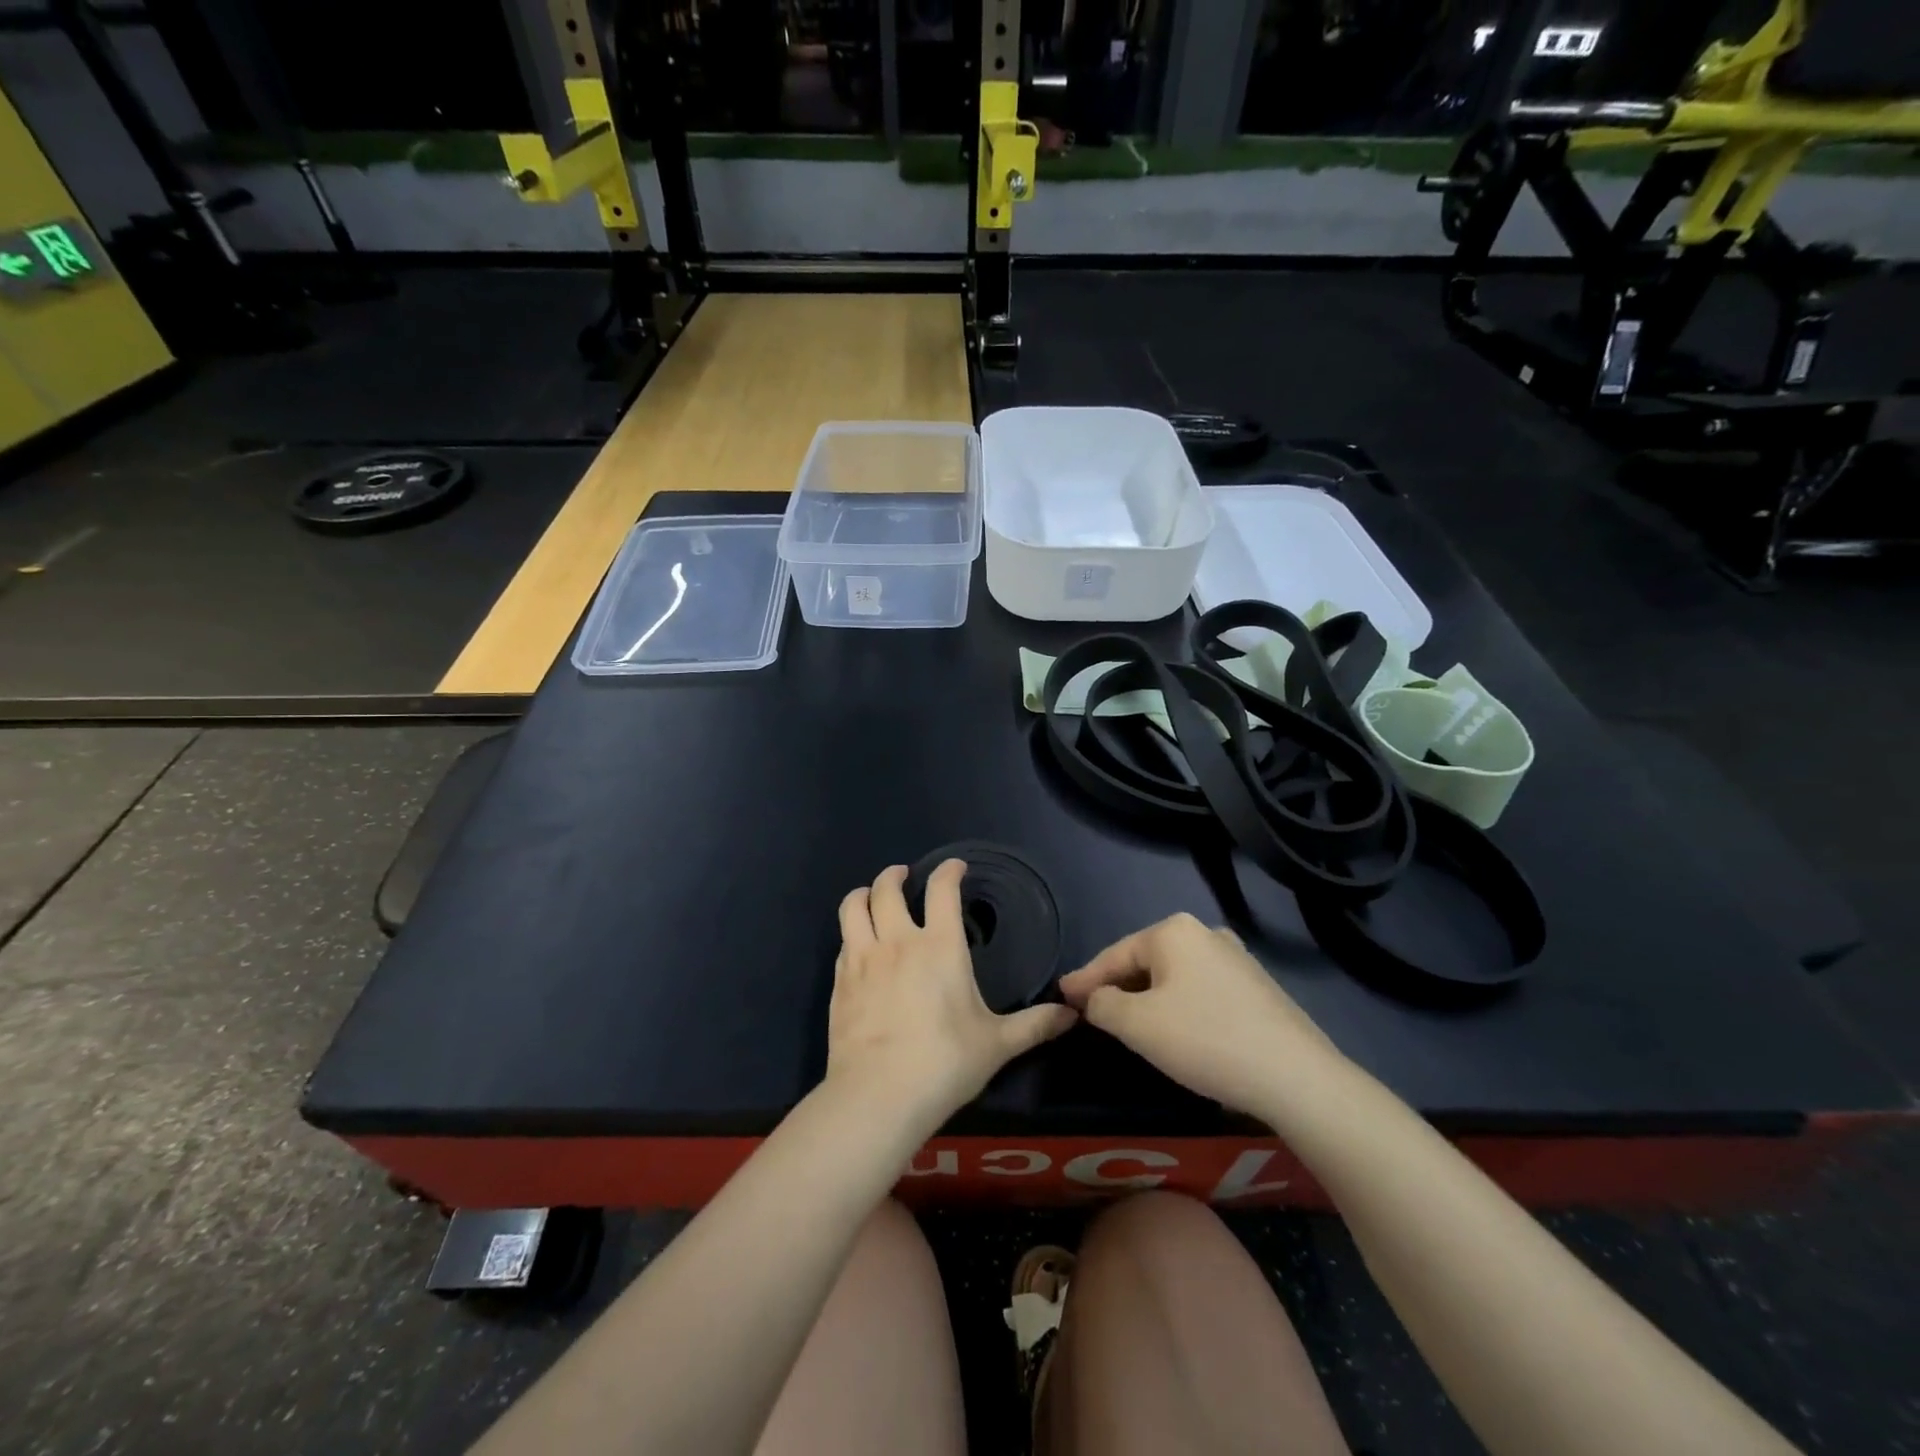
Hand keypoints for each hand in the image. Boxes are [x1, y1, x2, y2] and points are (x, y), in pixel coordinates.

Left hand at [828, 861, 1076, 1127]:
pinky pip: (843, 943)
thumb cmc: (945, 1062)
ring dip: (863, 894)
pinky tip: (858, 946)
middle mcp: (897, 942)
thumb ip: (1035, 1025)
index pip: (942, 890)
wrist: (878, 1096)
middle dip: (895, 875)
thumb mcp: (997, 1044)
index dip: (948, 871)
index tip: (955, 867)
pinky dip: (851, 933)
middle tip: (903, 874)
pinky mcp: (839, 983)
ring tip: (869, 895)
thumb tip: (1072, 1015)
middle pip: (887, 889)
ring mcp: (862, 960)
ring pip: (853, 908)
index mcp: (939, 946)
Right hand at [1059, 913, 1342, 1116]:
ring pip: (1175, 976)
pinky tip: (1178, 1030)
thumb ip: (1103, 1004)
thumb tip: (1093, 997)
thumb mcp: (1137, 1025)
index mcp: (1174, 931)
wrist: (1296, 1077)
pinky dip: (1180, 1006)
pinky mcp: (1257, 987)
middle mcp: (1205, 933)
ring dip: (1149, 997)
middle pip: (1145, 961)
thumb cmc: (1205, 1040)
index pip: (1115, 954)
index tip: (1060, 995)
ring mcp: (1236, 958)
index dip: (1085, 978)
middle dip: (1117, 986)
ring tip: (1130, 1022)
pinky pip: (1202, 990)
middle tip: (1092, 1012)